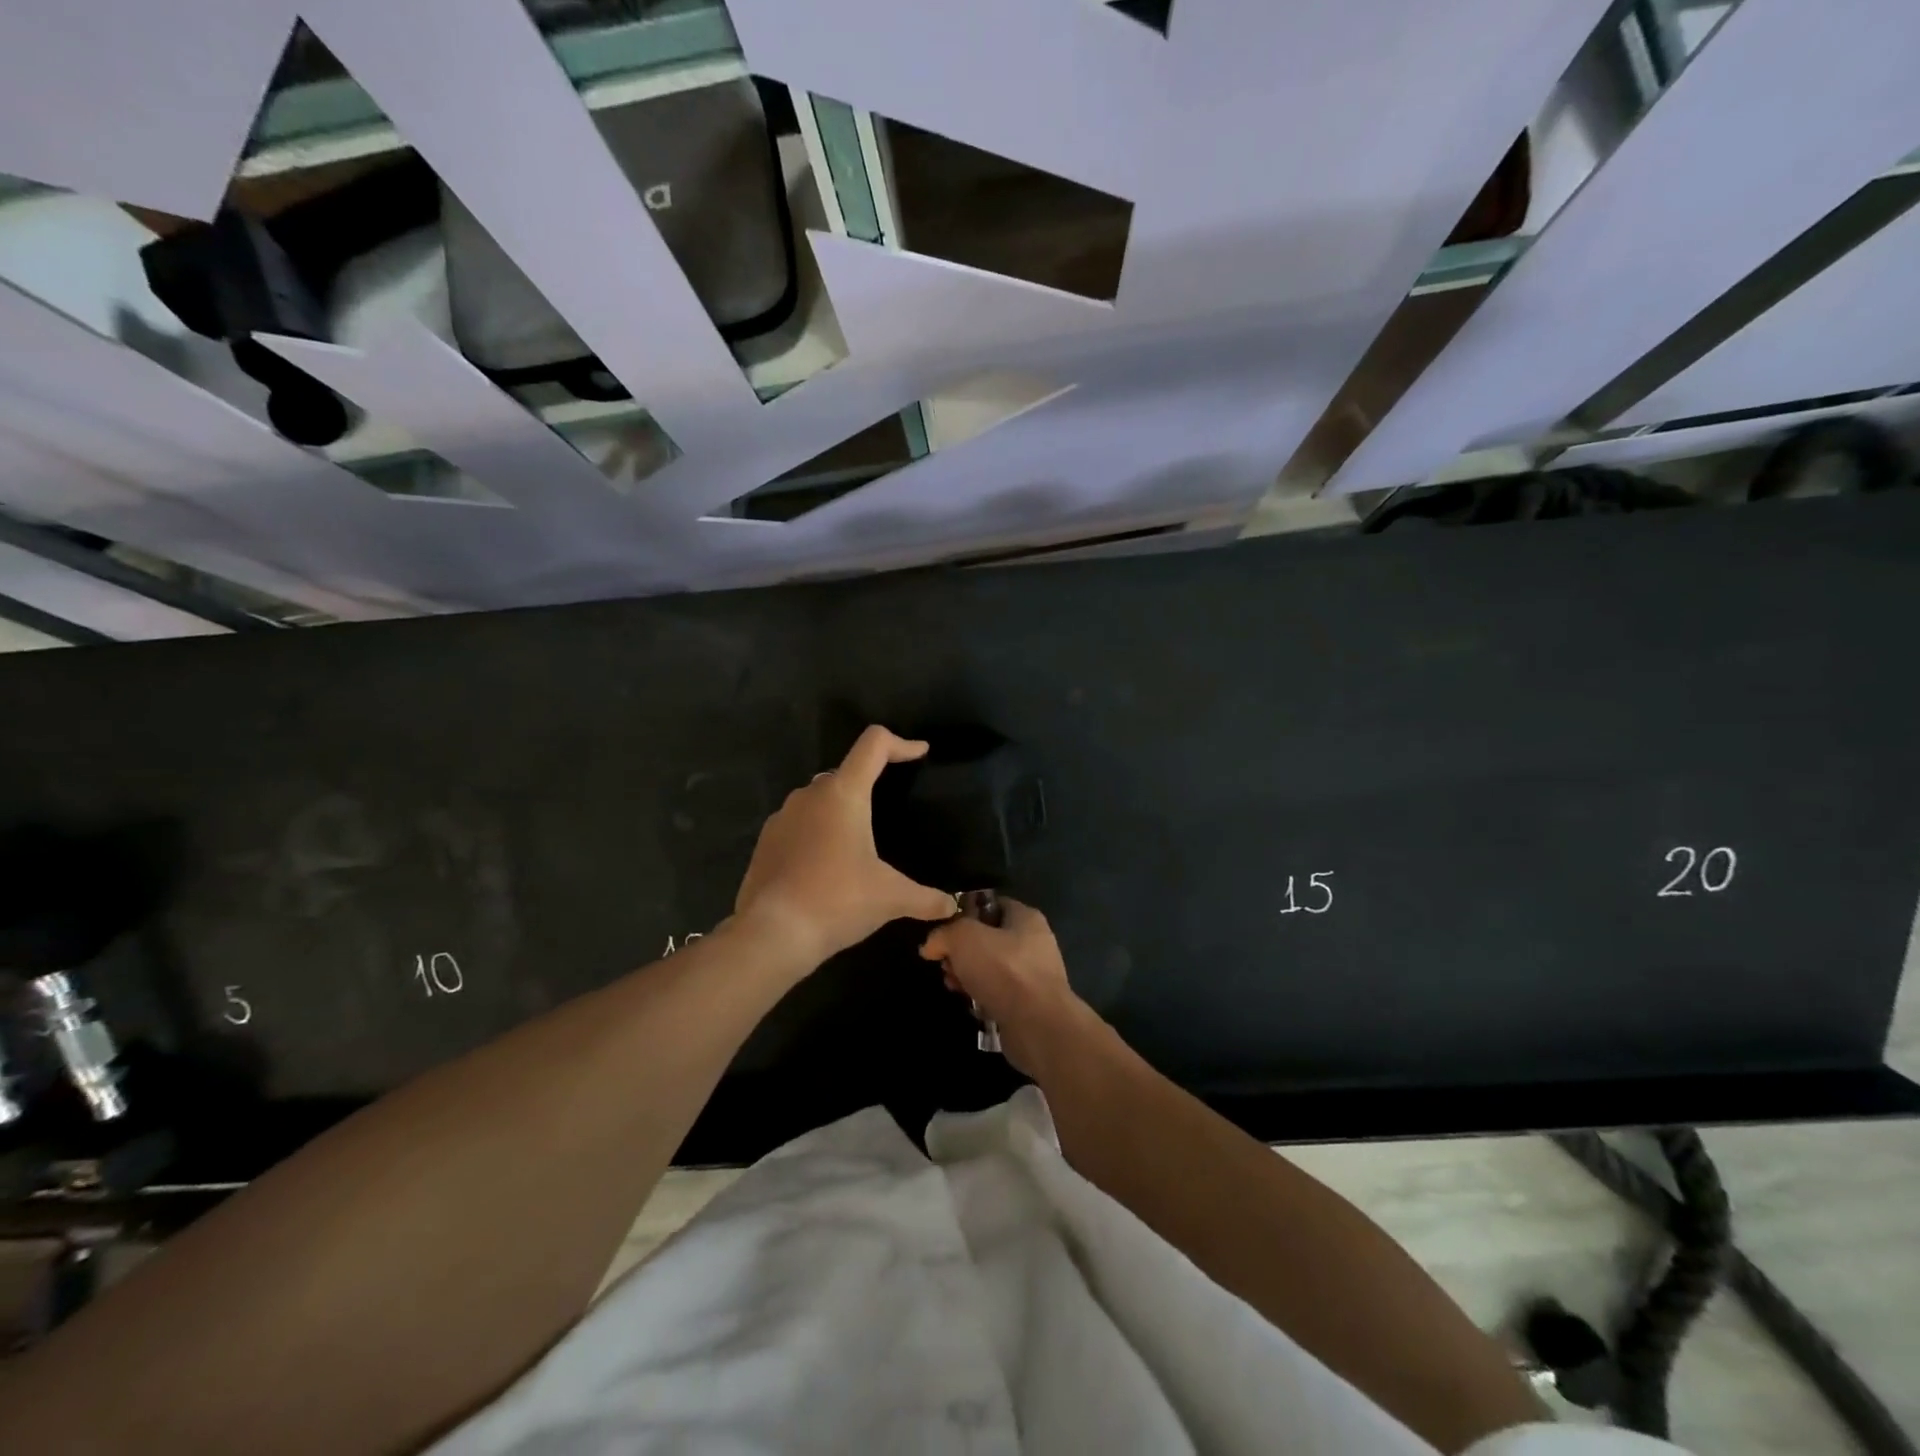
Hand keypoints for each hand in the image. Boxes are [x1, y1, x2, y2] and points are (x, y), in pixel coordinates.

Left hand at [734, 726, 955, 968]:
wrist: (773, 934)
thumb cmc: (838, 901)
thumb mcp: (890, 898)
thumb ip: (925, 898)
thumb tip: (951, 906)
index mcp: (843, 794)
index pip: (874, 744)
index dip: (901, 744)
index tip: (920, 753)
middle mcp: (810, 794)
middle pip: (846, 772)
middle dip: (870, 782)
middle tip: (890, 807)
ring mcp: (782, 816)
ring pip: (819, 798)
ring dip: (840, 810)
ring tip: (859, 842)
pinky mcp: (766, 841)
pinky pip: (798, 823)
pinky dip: (816, 833)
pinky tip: (826, 865)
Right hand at [920, 898, 1091, 1076]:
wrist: (1038, 1025)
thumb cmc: (1004, 970)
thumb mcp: (964, 937)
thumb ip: (943, 934)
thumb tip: (930, 945)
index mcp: (1025, 917)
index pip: (990, 905)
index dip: (964, 913)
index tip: (943, 929)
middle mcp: (1033, 942)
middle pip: (987, 938)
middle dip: (960, 950)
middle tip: (944, 962)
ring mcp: (1032, 974)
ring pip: (990, 967)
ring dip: (967, 974)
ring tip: (952, 984)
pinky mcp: (1028, 1003)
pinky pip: (997, 992)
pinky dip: (980, 995)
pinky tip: (968, 1002)